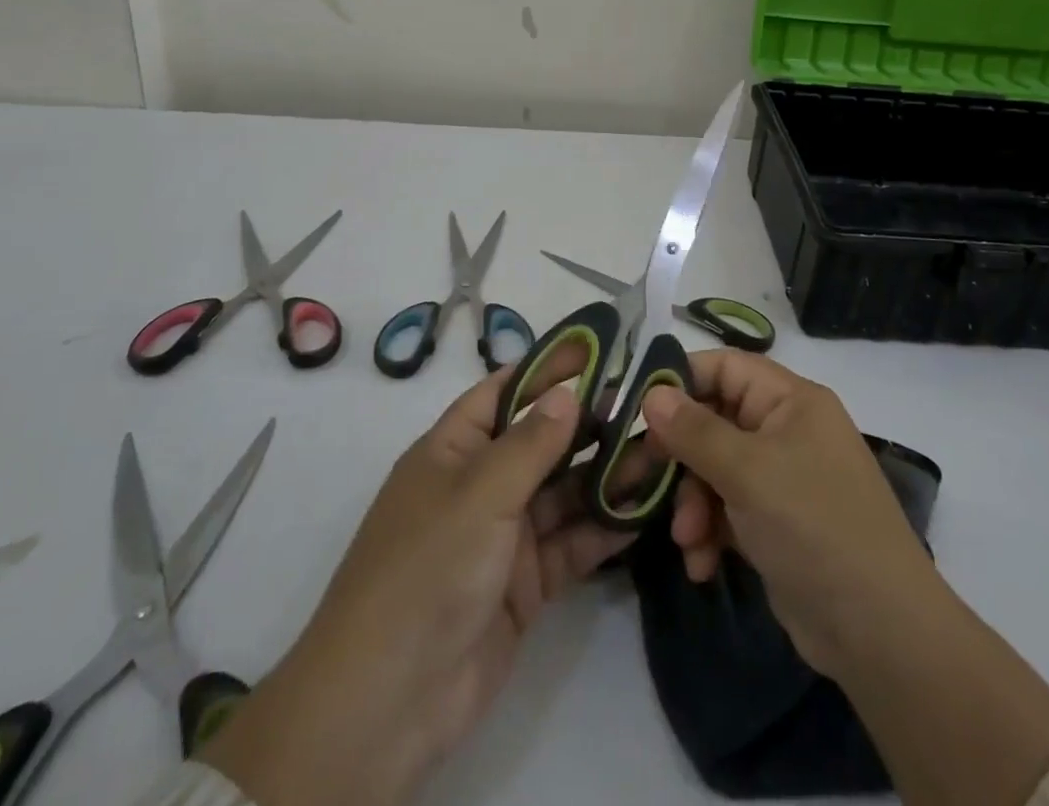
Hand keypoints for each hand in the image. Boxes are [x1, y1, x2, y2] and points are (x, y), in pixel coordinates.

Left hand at [201, 355, 628, 805]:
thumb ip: (531, 443)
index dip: (547, 368)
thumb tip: (567, 392)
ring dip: (606, 477)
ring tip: (658, 454)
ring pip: (564, 493)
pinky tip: (643, 512)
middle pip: (542, 442)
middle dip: (589, 425)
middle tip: (647, 406)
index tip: (598, 347)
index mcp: (454, 449)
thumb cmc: (427, 569)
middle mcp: (480, 485)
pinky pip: (571, 544)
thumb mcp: (480, 493)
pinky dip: (603, 529)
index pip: (505, 392)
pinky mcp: (525, 584)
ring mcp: (504, 536)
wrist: (389, 701)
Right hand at [639, 350, 940, 677]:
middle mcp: (786, 430)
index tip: (637, 409)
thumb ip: (695, 430)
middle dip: (678, 456)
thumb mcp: (748, 472)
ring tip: (686, 539)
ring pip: (714, 469)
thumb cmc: (814, 526)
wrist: (879, 633)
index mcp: (790, 400)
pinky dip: (710, 531)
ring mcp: (782, 478)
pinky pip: (727, 509)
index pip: (724, 367)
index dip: (680, 381)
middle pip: (713, 421)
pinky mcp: (776, 523)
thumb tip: (652, 393)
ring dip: (692, 502)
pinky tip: (701, 564)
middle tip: (637, 477)